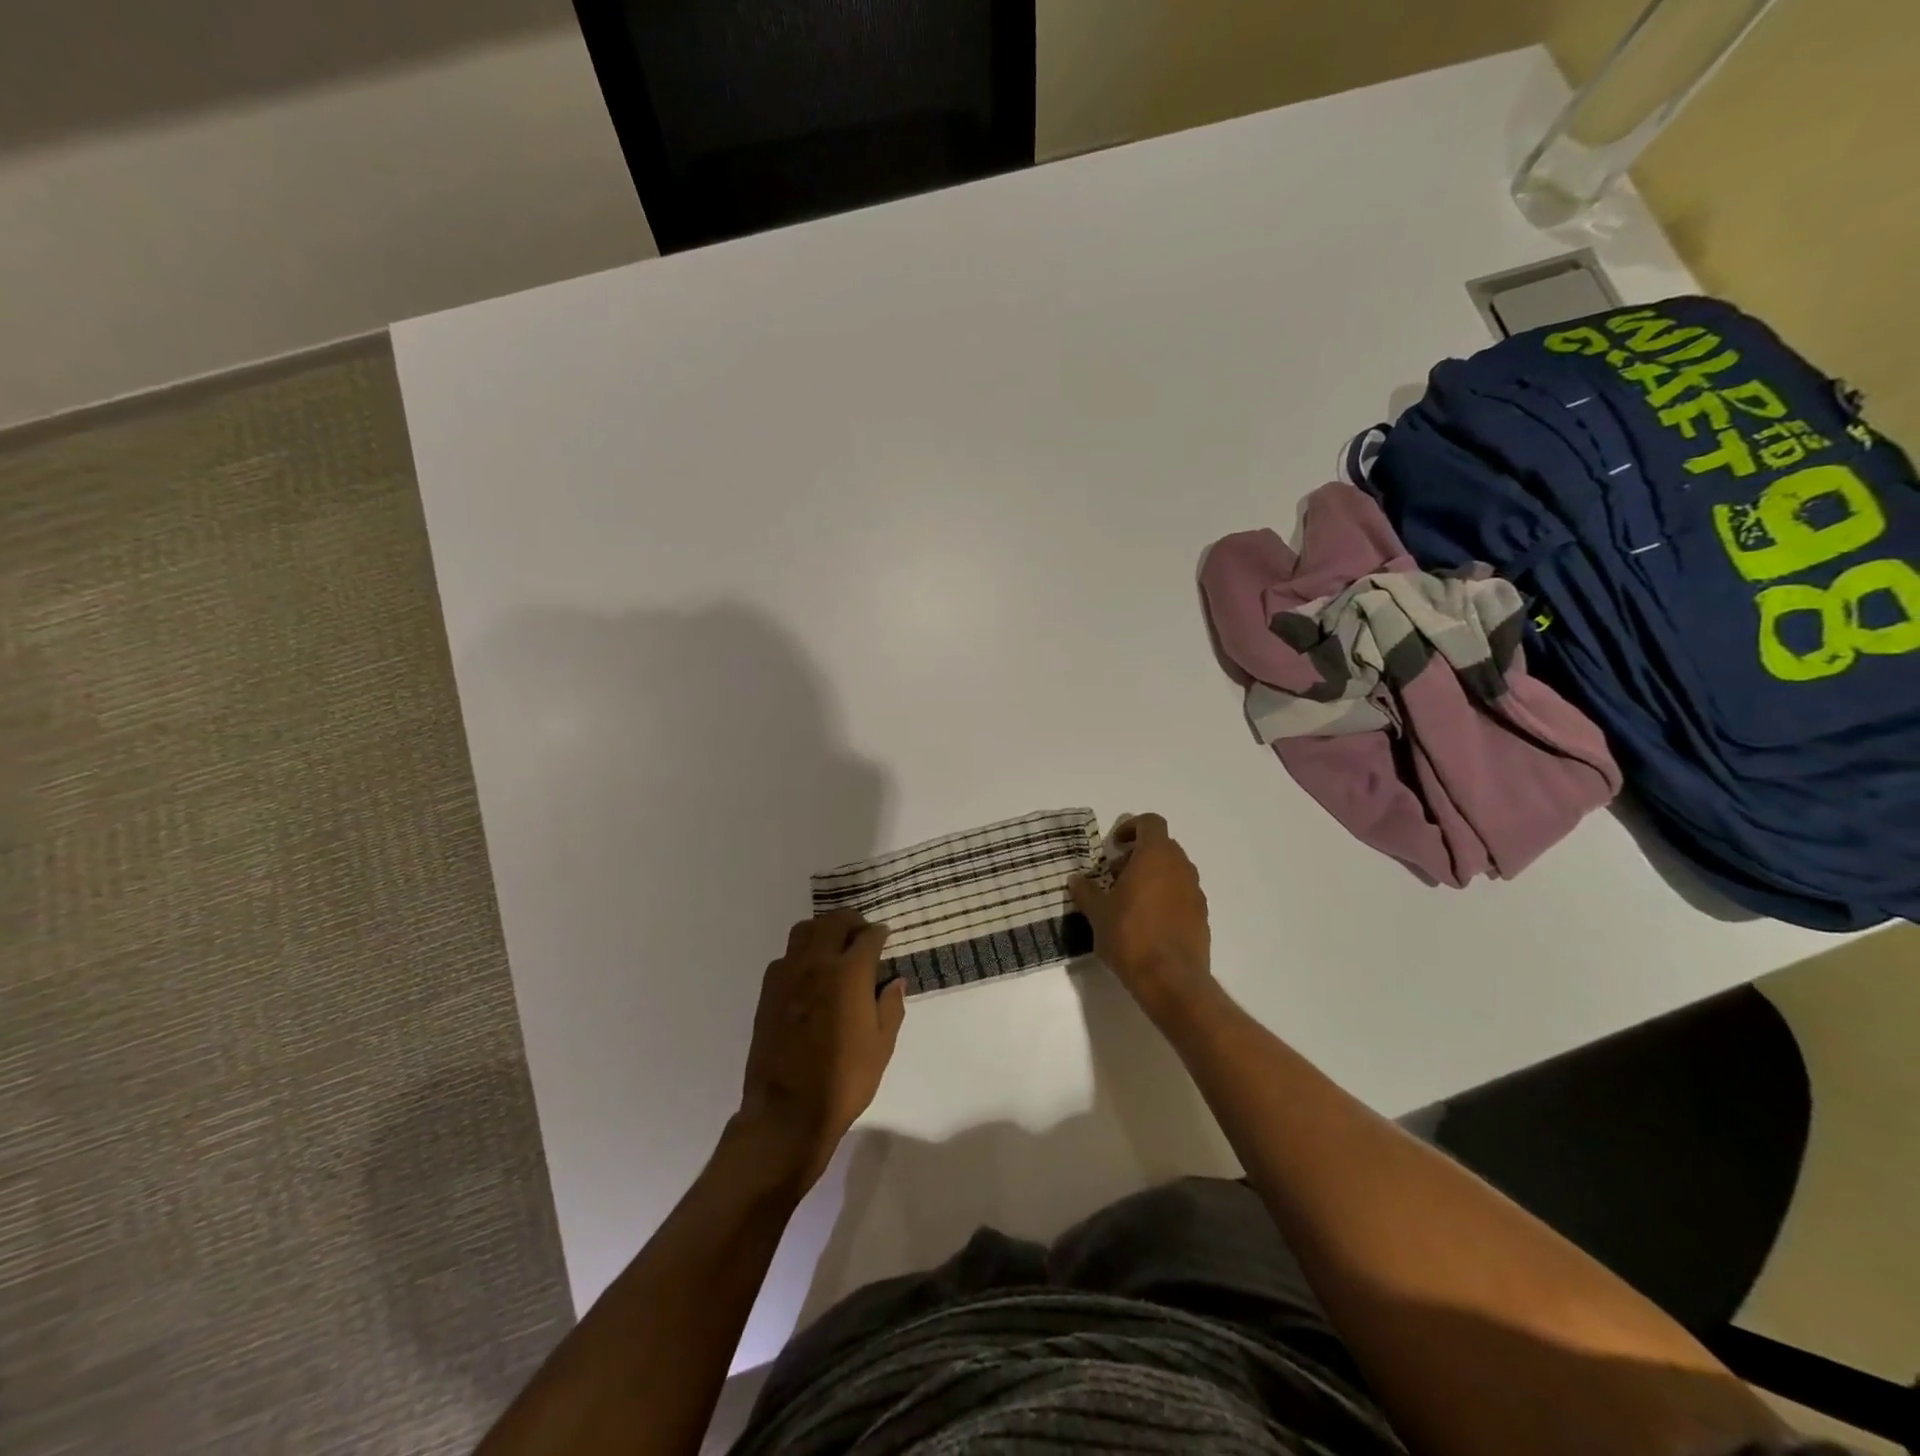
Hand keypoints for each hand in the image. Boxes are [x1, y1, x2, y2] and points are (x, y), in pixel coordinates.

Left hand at [736, 910, 905, 1190]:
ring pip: (804, 931)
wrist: (787, 1112)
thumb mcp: (882, 1046)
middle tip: (861, 934)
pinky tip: (809, 975)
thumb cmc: (844, 1080)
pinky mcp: (767, 991)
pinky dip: (801, 954)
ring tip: (833, 947)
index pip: (868, 936)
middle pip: (833, 922)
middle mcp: (816, 963)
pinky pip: (785, 957)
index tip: (884, 938)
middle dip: (851, 922)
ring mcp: (787, 975)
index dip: (879, 934)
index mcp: (849, 973)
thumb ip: (890, 1006)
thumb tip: (895, 981)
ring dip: (822, 931)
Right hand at [1069, 813, 1213, 1024]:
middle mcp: (1181, 867)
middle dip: (1137, 855)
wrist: (1170, 980)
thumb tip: (1076, 879)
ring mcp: (1195, 892)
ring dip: (1152, 876)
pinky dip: (1165, 897)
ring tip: (1128, 901)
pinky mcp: (1202, 916)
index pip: (1150, 822)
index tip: (1113, 846)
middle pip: (1162, 846)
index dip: (1131, 827)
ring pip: (1173, 871)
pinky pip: (1181, 894)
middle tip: (1114, 876)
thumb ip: (1086, 891)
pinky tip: (1146, 922)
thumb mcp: (1097, 913)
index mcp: (1156, 856)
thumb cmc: (1130, 936)